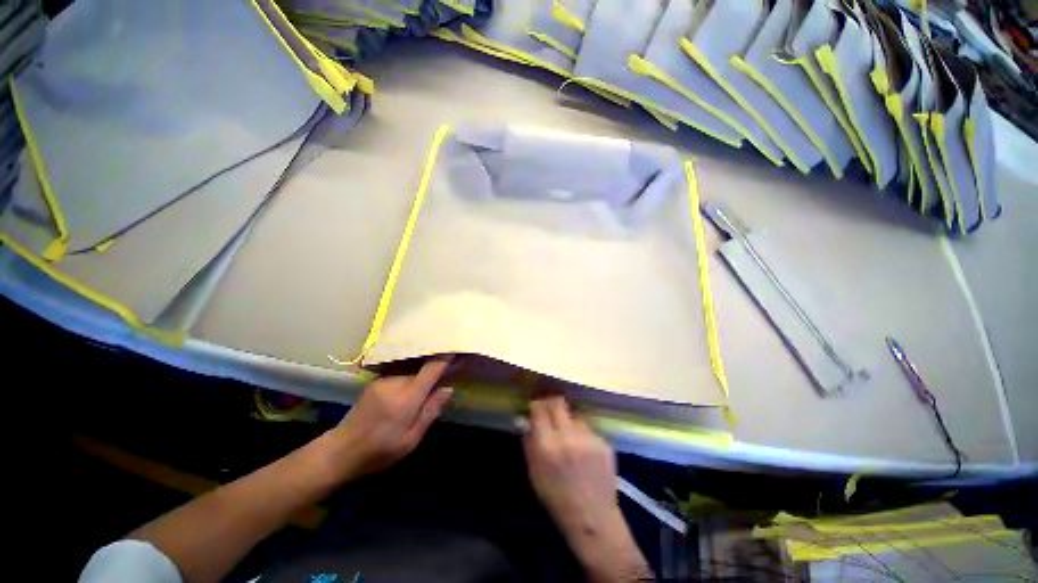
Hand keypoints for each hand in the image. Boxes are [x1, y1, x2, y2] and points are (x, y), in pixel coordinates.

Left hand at [324, 358, 453, 480]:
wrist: (340, 451)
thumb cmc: (379, 451)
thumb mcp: (411, 439)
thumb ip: (431, 411)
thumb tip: (448, 388)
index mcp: (407, 397)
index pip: (431, 368)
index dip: (445, 357)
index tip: (456, 349)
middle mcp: (395, 382)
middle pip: (422, 369)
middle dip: (433, 373)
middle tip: (443, 380)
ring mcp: (383, 380)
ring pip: (411, 372)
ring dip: (419, 378)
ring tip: (422, 393)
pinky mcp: (375, 381)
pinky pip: (399, 375)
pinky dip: (408, 380)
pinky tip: (406, 395)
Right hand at [523, 396, 618, 532]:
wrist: (592, 518)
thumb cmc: (556, 498)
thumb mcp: (534, 473)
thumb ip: (529, 443)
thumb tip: (524, 420)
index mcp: (547, 445)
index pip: (539, 409)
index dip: (536, 405)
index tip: (535, 408)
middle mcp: (568, 436)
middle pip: (558, 403)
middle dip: (551, 404)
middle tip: (550, 411)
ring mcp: (588, 438)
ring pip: (575, 416)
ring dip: (569, 421)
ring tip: (569, 437)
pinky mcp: (603, 443)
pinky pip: (588, 429)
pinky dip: (583, 435)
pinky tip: (583, 451)